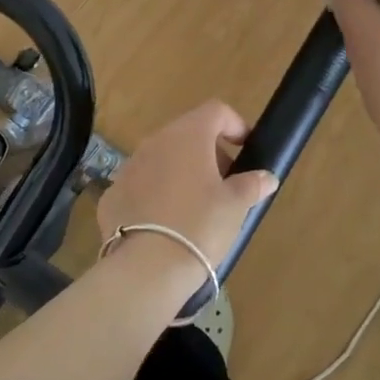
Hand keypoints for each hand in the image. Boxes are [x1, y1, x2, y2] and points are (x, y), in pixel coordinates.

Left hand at [96, 101, 279, 305]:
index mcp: (188, 135)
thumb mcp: (235, 206)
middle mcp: (155, 142)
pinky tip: (166, 224)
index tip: (246, 150)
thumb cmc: (199, 226)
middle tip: (226, 184)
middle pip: (188, 133)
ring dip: (182, 172)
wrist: (145, 268)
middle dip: (210, 153)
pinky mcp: (113, 194)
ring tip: (197, 206)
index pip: (216, 111)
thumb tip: (266, 177)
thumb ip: (251, 185)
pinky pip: (142, 185)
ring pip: (162, 158)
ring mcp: (129, 166)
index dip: (235, 125)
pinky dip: (157, 194)